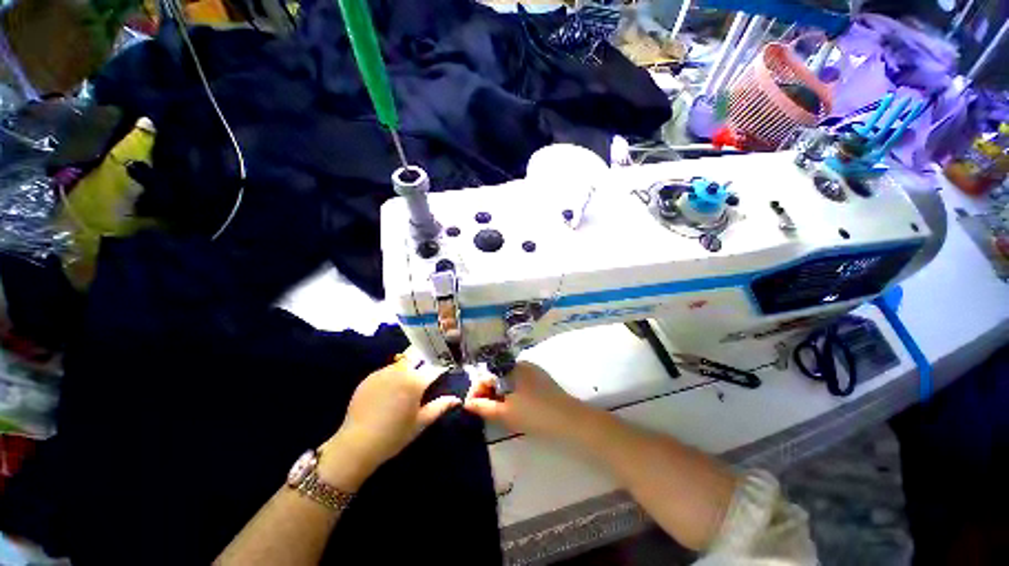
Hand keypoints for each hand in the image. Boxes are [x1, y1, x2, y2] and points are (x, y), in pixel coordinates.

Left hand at [324, 352, 459, 483]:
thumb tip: (457, 399)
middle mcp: (400, 371)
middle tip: (427, 370)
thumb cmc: (394, 435)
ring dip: (408, 366)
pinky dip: (392, 375)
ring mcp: (382, 373)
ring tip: (408, 381)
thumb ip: (440, 406)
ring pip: (401, 362)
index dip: (442, 367)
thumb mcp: (421, 422)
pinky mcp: (369, 378)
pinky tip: (390, 390)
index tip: (446, 369)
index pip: (435, 367)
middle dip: (424, 359)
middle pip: (417, 356)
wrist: (357, 444)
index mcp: (416, 381)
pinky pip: (386, 370)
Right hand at [464, 362, 584, 439]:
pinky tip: (512, 408)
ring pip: (508, 380)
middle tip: (483, 412)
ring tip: (496, 412)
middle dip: (487, 393)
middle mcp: (522, 364)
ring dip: (499, 394)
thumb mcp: (505, 413)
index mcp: (513, 367)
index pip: (487, 374)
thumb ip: (483, 407)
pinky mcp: (541, 380)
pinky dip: (511, 394)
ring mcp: (533, 371)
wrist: (569, 421)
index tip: (471, 408)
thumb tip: (467, 403)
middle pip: (497, 376)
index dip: (477, 391)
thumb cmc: (535, 415)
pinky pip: (519, 383)